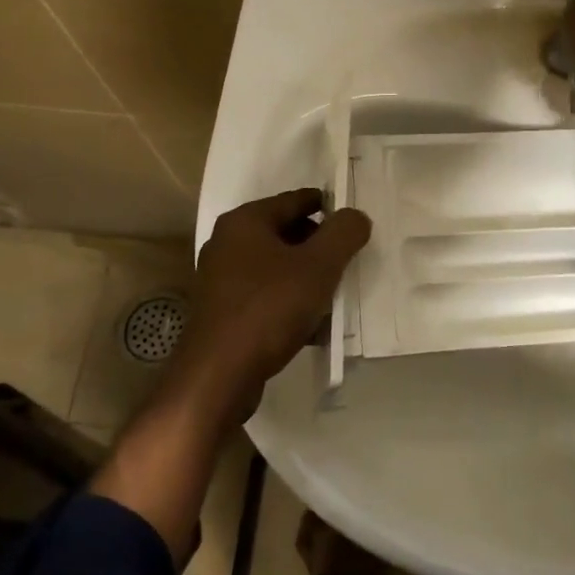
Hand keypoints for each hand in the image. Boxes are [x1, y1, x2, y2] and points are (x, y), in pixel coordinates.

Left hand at [167, 188, 371, 427]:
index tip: (354, 223)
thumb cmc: (269, 308)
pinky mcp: (223, 312)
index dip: (328, 207)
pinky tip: (314, 326)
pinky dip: (290, 303)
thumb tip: (355, 216)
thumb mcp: (319, 266)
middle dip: (319, 247)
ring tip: (335, 295)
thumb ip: (344, 234)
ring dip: (307, 278)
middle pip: (286, 233)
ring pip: (277, 268)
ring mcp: (221, 280)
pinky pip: (266, 297)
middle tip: (348, 262)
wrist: (219, 375)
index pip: (296, 200)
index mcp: (245, 221)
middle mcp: (228, 243)